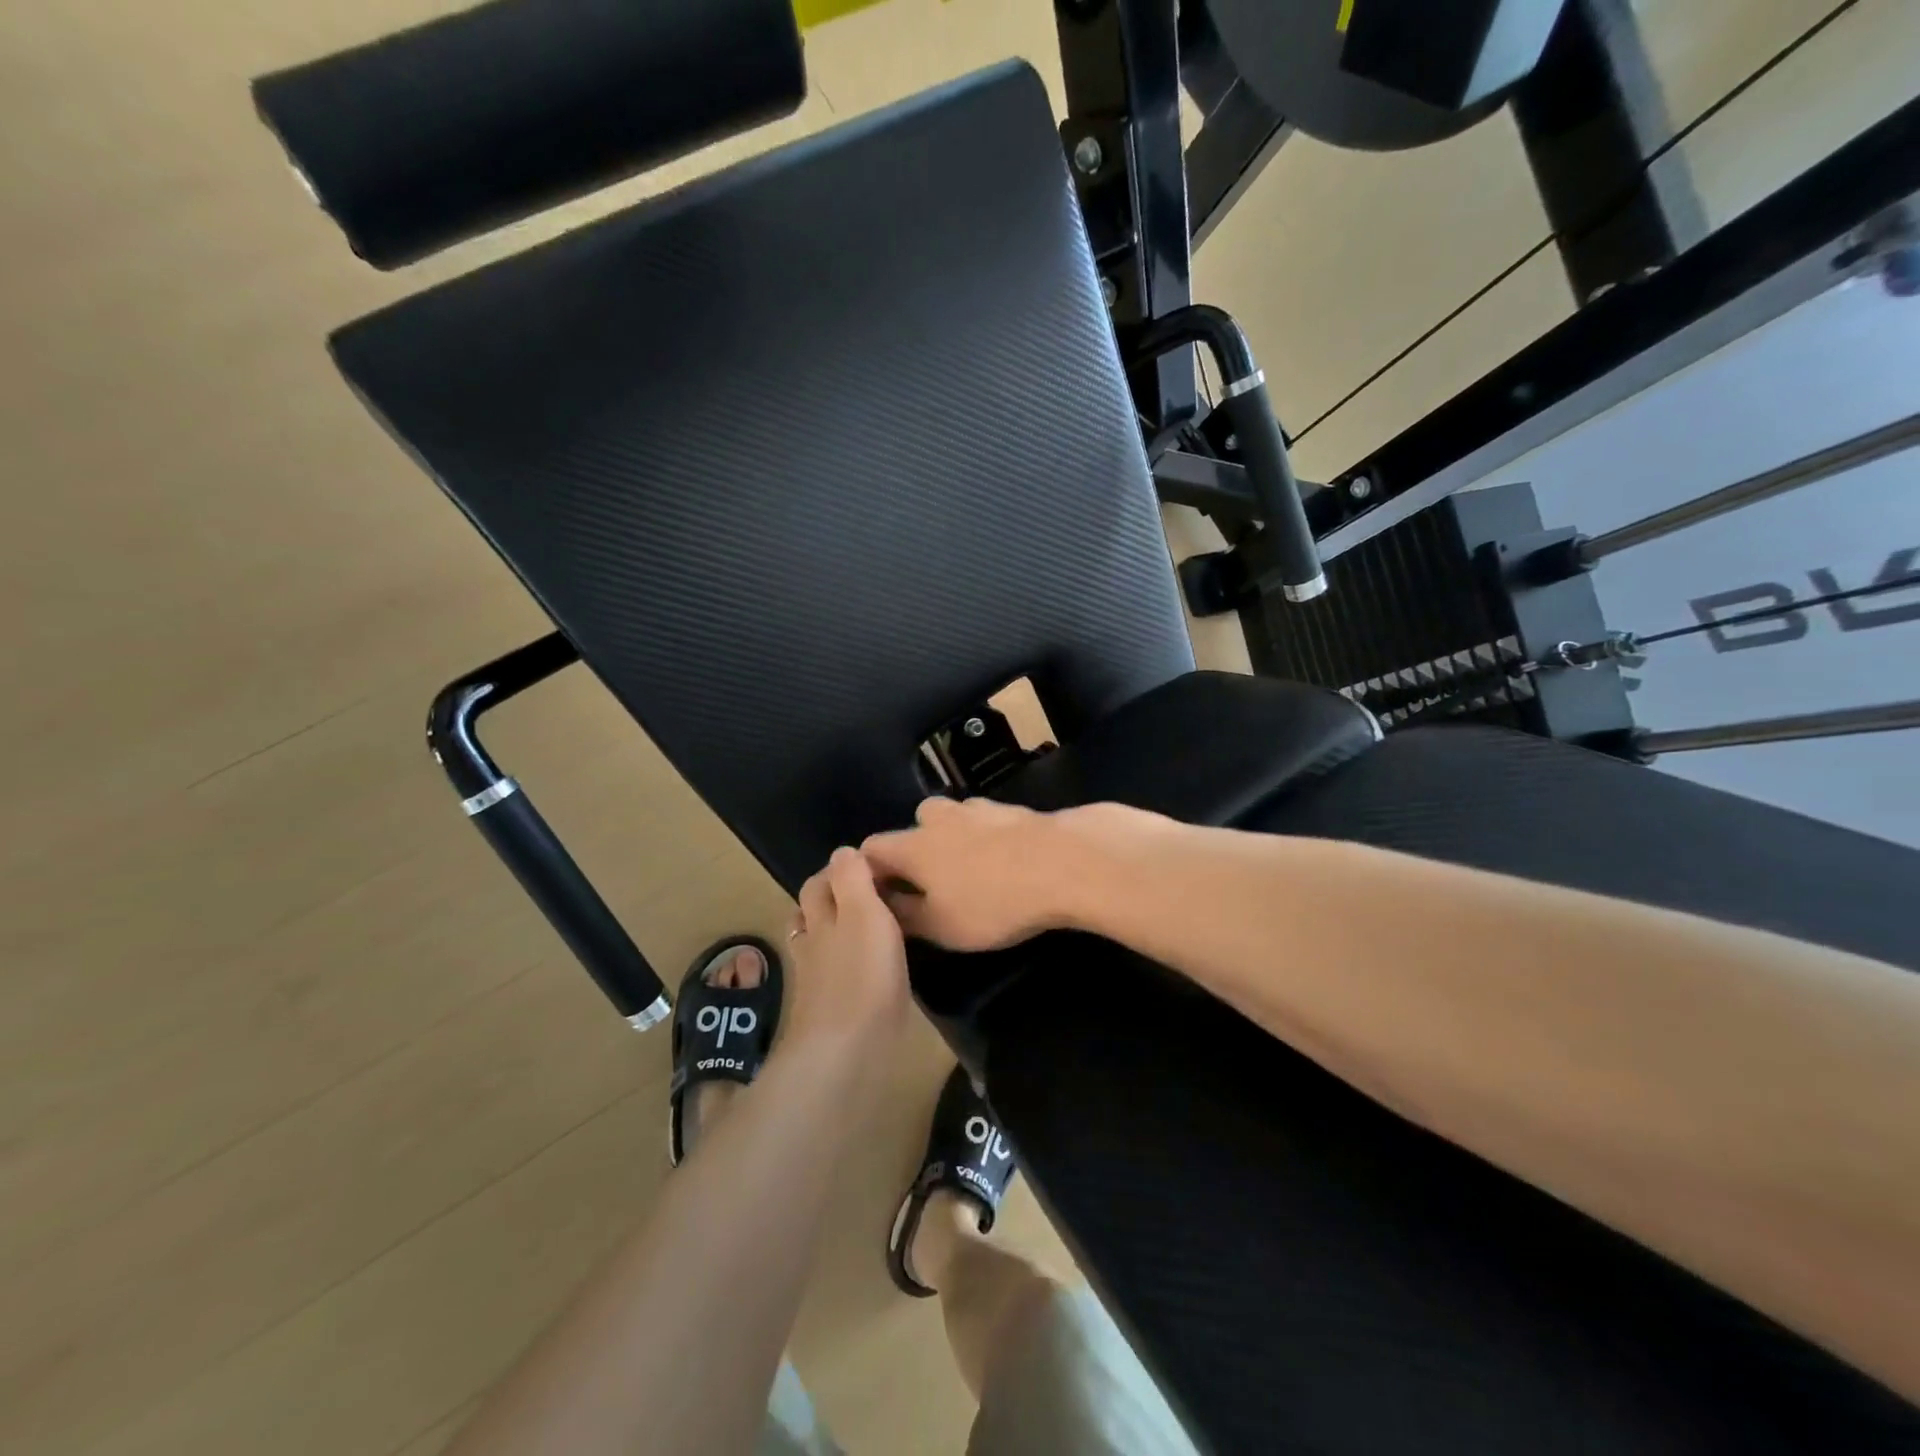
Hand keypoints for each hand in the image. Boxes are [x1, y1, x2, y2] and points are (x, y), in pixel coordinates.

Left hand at [783, 847, 911, 1049]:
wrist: (846, 1052)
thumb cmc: (862, 974)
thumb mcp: (864, 912)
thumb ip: (853, 879)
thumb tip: (844, 850)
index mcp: (822, 916)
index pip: (821, 881)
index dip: (840, 869)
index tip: (872, 868)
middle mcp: (813, 943)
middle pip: (812, 911)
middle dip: (831, 897)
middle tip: (870, 894)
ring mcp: (816, 980)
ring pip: (817, 944)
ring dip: (834, 931)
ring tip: (864, 928)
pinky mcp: (827, 1011)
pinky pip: (832, 976)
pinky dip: (844, 965)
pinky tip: (864, 972)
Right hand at [861, 797, 1108, 951]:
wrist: (1064, 863)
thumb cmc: (994, 902)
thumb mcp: (942, 927)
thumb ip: (905, 915)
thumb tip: (885, 905)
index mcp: (913, 846)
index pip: (871, 848)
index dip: (871, 871)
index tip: (883, 896)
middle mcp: (939, 818)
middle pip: (914, 825)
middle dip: (916, 851)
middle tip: (932, 885)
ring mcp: (979, 808)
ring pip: (952, 819)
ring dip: (953, 839)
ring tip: (972, 870)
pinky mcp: (1013, 809)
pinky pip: (986, 821)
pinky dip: (987, 837)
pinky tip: (1006, 859)